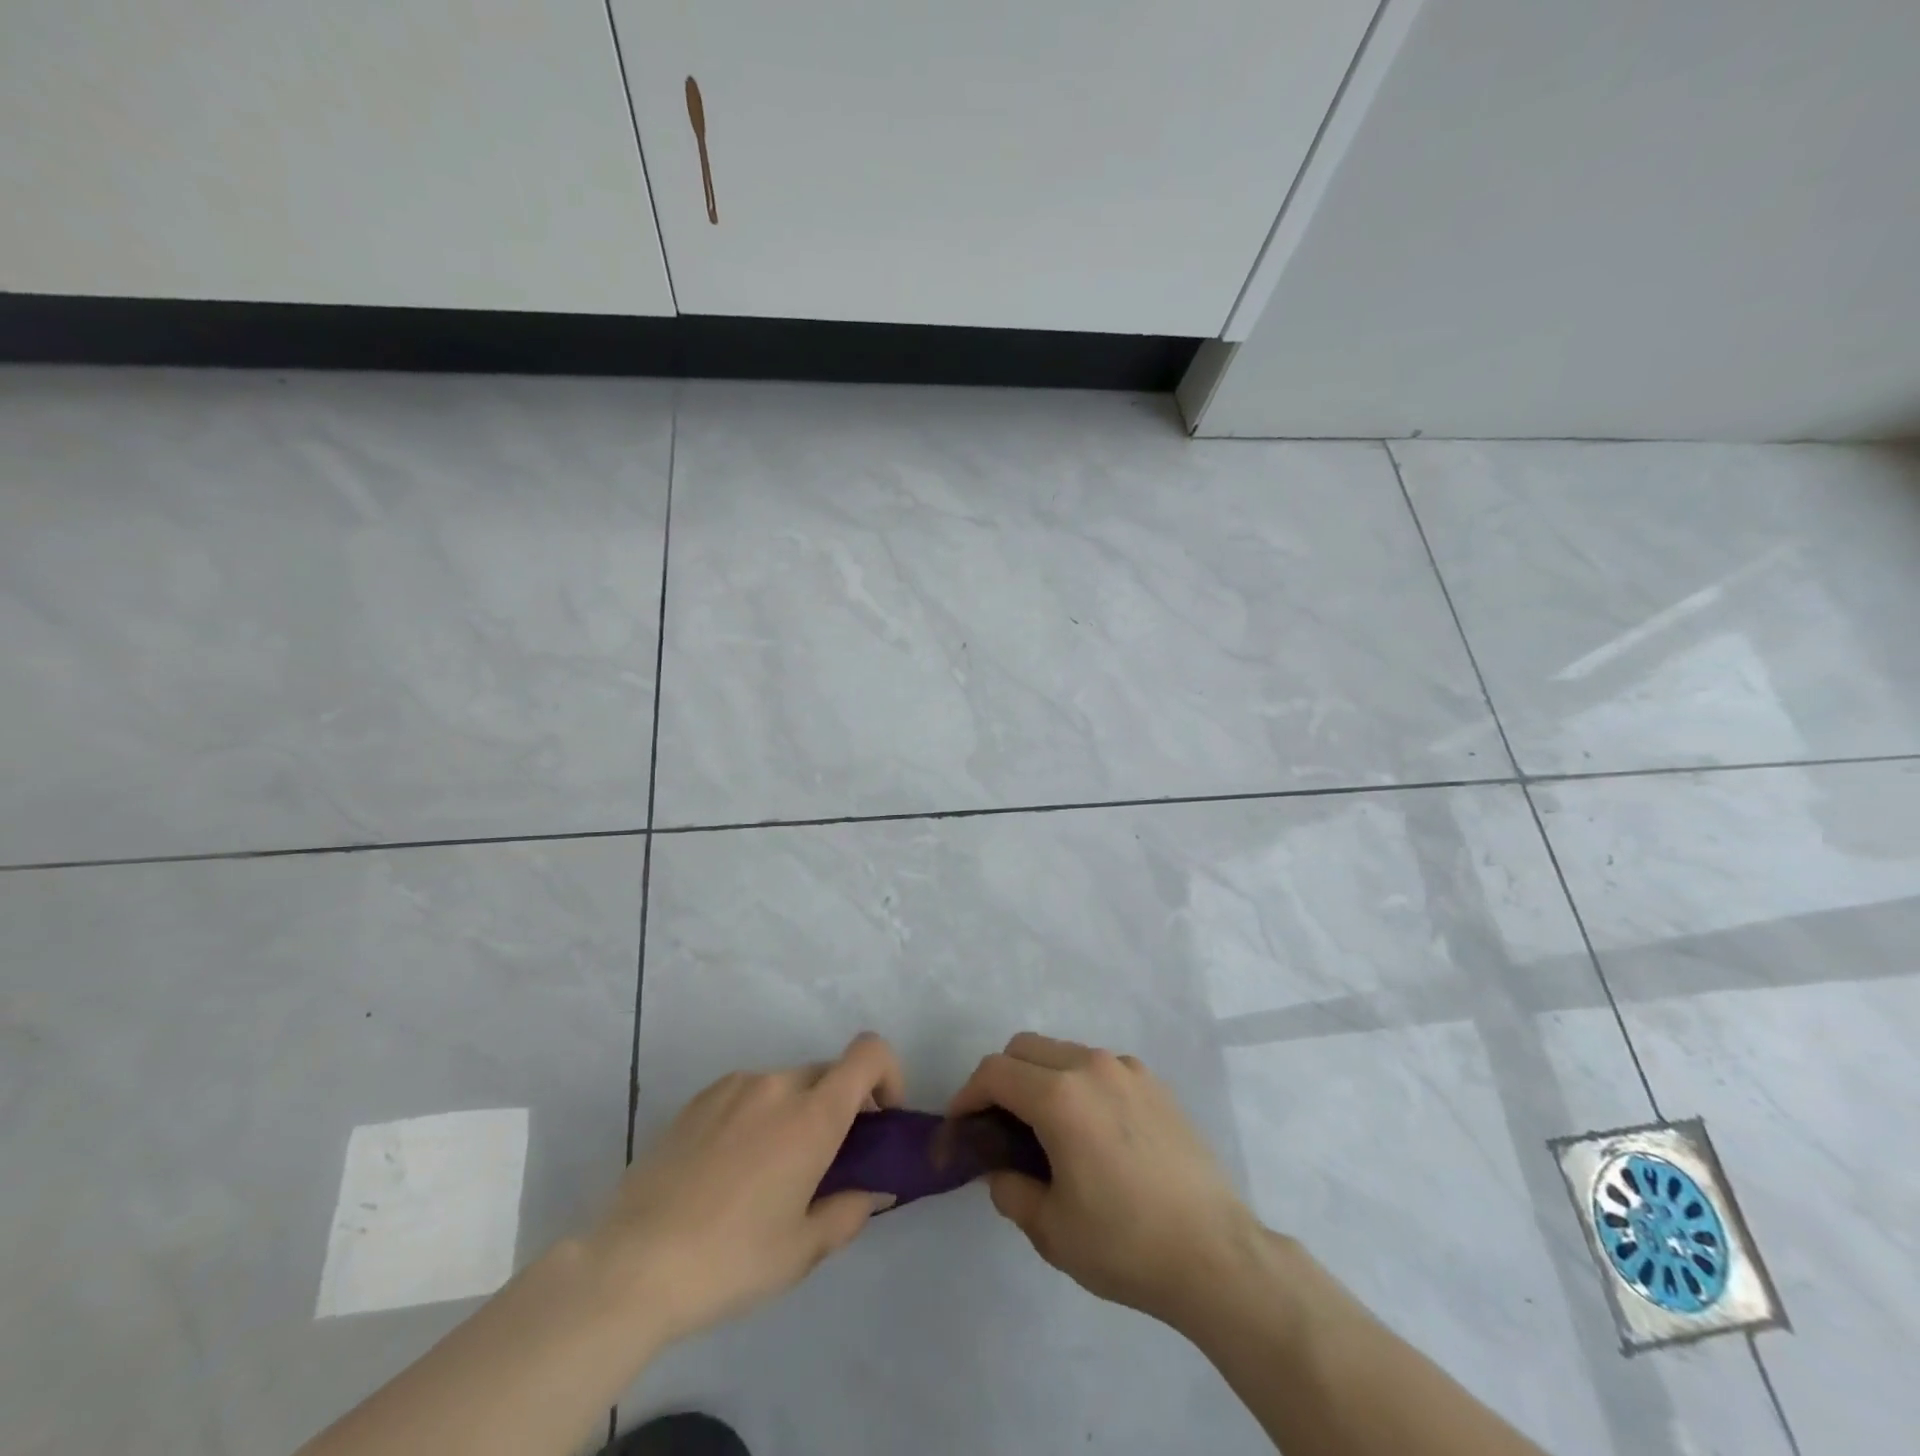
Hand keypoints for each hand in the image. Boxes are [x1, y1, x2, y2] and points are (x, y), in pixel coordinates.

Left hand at [591, 1032, 904, 1345]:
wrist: (632, 1265)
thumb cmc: (731, 1259)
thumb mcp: (801, 1250)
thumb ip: (849, 1211)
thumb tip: (872, 1191)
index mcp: (813, 1115)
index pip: (869, 1053)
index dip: (888, 1073)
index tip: (881, 1119)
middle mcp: (778, 1085)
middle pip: (829, 1073)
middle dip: (841, 1106)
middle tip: (826, 1161)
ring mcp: (734, 1086)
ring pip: (787, 1084)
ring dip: (797, 1112)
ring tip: (771, 1172)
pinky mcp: (699, 1099)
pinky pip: (747, 1093)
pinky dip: (758, 1115)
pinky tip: (730, 1169)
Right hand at [948, 1032, 1256, 1327]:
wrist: (1216, 1254)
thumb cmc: (1126, 1244)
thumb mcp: (1052, 1230)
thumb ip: (1011, 1191)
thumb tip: (1001, 1171)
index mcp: (1060, 1097)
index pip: (995, 1072)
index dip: (968, 1095)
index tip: (960, 1126)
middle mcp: (1092, 1066)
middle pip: (1025, 1048)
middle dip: (1001, 1079)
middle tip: (998, 1126)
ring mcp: (1128, 1070)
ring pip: (1063, 1052)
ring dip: (1040, 1078)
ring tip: (1046, 1130)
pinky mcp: (1154, 1083)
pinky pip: (1099, 1068)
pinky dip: (1078, 1084)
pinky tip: (1092, 1131)